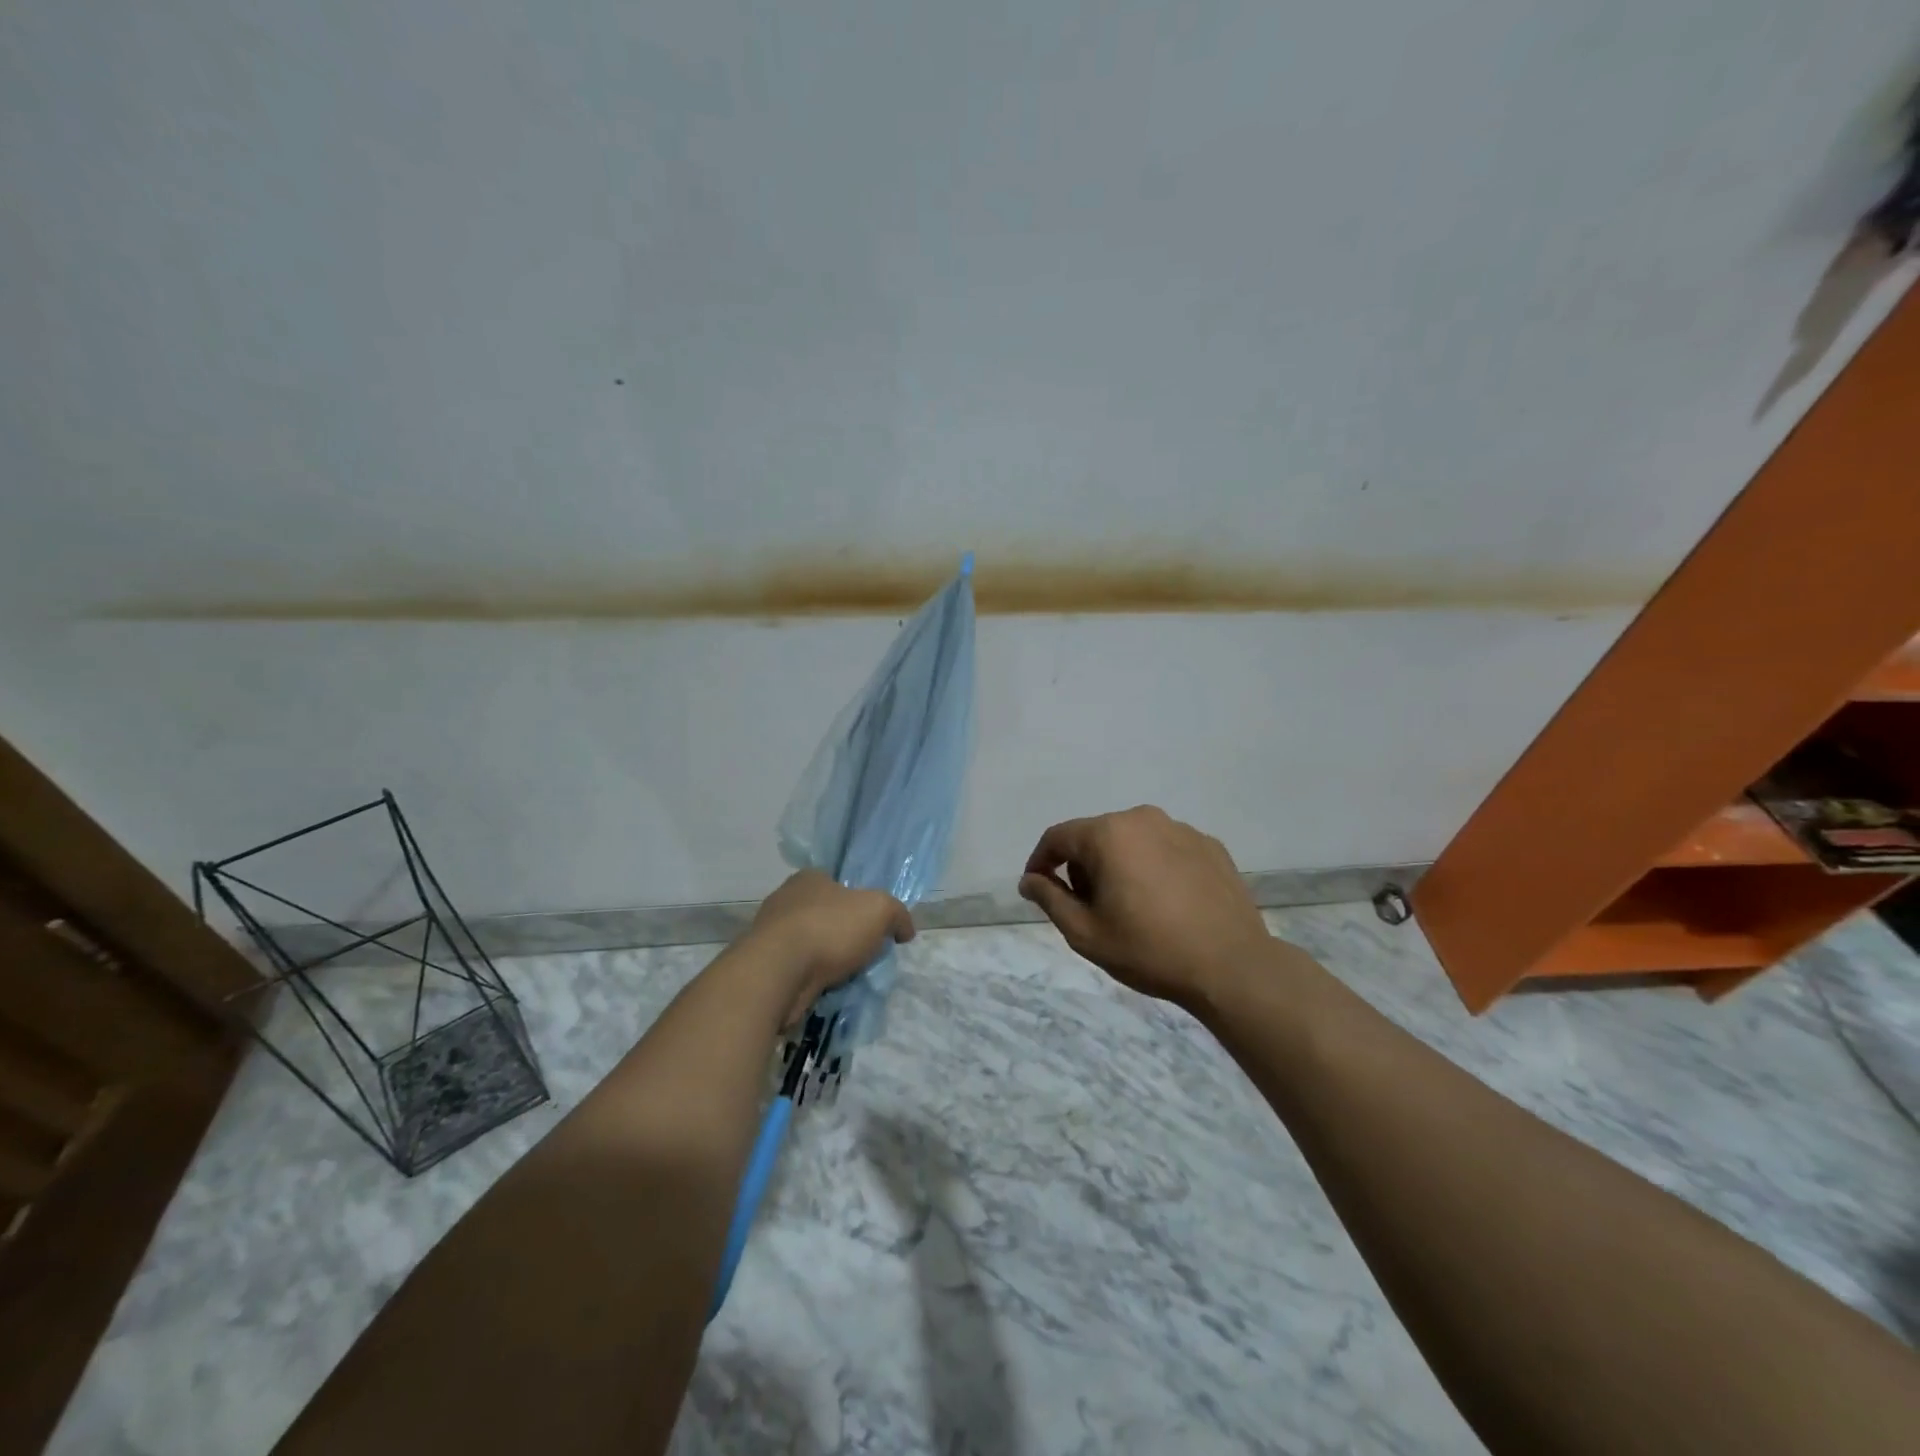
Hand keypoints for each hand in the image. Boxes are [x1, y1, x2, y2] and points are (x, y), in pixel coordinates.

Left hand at [747, 871, 915, 1026]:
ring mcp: (770, 934)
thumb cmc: (829, 929)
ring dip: (827, 960)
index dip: (858, 903)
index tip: (873, 926)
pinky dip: (811, 979)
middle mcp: (785, 900)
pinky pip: (797, 970)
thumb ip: (897, 915)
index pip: (837, 884)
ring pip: (810, 945)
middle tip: (864, 954)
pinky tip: (826, 990)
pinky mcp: (763, 966)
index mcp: (809, 878)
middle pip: (824, 915)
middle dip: (843, 934)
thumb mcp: (880, 910)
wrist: (778, 974)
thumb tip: (904, 930)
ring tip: (847, 978)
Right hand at [1019, 806, 1272, 1005]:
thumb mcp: (1085, 932)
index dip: (1040, 862)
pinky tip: (1166, 903)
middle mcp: (1143, 818)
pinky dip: (1154, 867)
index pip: (1058, 837)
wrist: (1232, 966)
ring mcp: (1181, 829)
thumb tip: (1030, 879)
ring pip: (1132, 840)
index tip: (1038, 889)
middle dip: (1083, 867)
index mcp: (1108, 834)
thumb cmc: (1149, 949)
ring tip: (1131, 907)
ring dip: (1120, 865)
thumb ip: (1050, 898)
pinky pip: (1166, 849)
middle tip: (1088, 908)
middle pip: (1096, 836)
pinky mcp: (1210, 845)